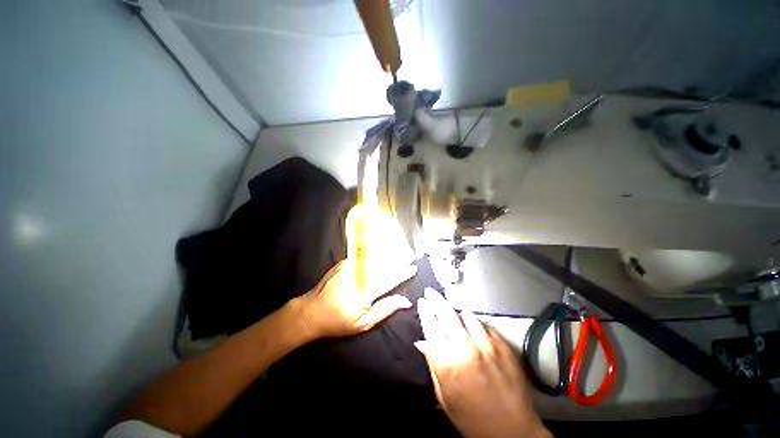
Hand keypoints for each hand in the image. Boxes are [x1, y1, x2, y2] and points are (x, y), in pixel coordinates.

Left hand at [295, 260, 417, 337]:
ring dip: (387, 256)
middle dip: (397, 260)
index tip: (413, 268)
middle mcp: (357, 276)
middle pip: (382, 265)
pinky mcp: (344, 263)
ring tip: (398, 254)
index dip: (402, 274)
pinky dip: (373, 256)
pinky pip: (363, 257)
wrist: (311, 311)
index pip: (389, 280)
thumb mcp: (363, 323)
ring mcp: (349, 267)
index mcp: (364, 294)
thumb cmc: (339, 321)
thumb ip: (385, 309)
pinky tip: (380, 255)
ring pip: (374, 259)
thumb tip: (405, 301)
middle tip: (409, 257)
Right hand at [416, 288, 550, 437]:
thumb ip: (433, 363)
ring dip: (457, 314)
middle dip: (436, 299)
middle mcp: (466, 348)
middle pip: (446, 313)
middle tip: (431, 293)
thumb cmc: (473, 419)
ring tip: (454, 316)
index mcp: (448, 362)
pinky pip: (485, 324)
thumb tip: (422, 342)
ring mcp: (487, 345)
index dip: (425, 310)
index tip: (422, 302)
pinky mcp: (503, 346)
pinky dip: (476, 323)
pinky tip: (473, 329)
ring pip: (467, 315)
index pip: (431, 325)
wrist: (513, 431)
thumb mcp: (444, 395)